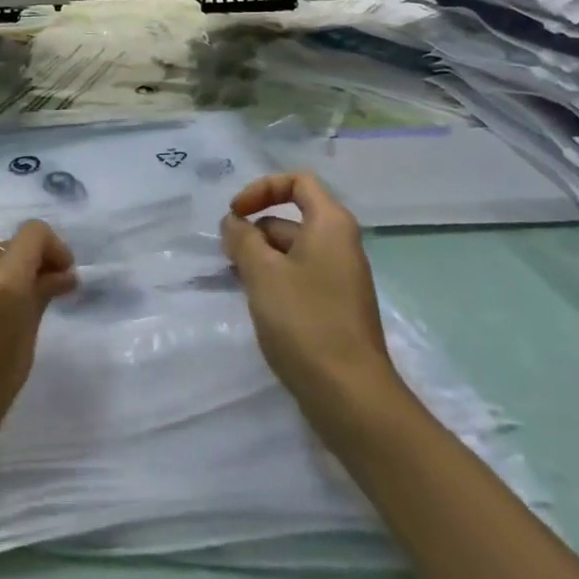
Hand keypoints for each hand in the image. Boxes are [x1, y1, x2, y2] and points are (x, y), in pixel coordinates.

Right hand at [220, 172, 407, 439]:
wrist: (350, 396)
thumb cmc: (305, 321)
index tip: (235, 215)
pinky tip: (256, 304)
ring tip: (237, 282)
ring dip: (261, 258)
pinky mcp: (334, 308)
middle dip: (255, 229)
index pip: (297, 182)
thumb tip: (234, 222)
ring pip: (292, 251)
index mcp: (331, 224)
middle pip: (291, 217)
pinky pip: (299, 278)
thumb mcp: (262, 272)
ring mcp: (339, 279)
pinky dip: (275, 281)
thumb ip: (242, 238)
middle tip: (227, 256)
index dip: (262, 189)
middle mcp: (340, 244)